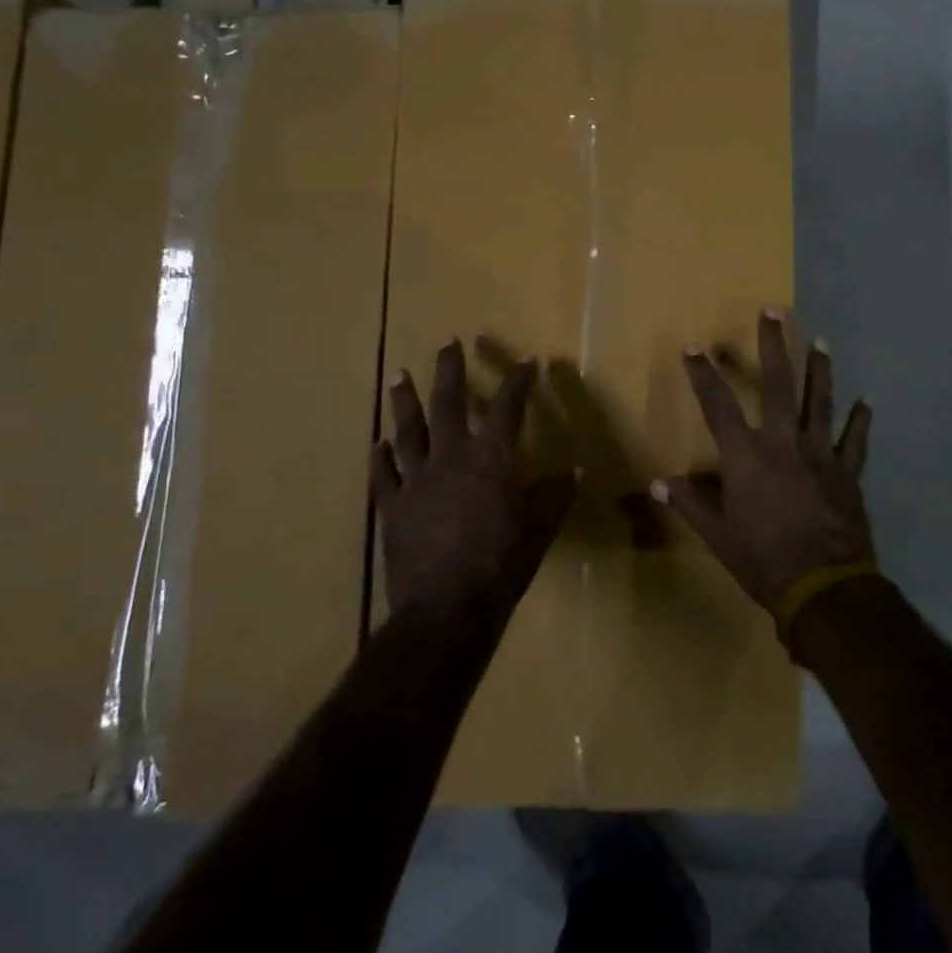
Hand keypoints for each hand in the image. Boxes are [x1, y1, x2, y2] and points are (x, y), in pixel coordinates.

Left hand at [373, 341, 576, 622]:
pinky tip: (377, 444)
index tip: (528, 362)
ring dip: (404, 400)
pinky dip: (380, 458)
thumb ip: (555, 495)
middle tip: (448, 344)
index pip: (507, 408)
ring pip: (407, 431)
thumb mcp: (540, 529)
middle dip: (449, 370)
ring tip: (398, 374)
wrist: (446, 608)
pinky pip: (382, 476)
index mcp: (490, 459)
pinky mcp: (392, 508)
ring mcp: (416, 481)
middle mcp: (450, 458)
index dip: (519, 382)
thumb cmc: (502, 564)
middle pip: (447, 403)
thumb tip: (574, 472)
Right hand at [653, 308, 874, 617]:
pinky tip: (866, 402)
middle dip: (774, 345)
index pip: (718, 405)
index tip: (693, 348)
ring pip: (820, 401)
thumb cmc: (763, 561)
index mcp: (746, 456)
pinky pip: (856, 441)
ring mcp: (820, 454)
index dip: (704, 374)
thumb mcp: (718, 536)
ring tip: (822, 342)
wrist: (822, 586)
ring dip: (820, 370)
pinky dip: (861, 421)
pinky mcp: (847, 472)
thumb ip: (690, 504)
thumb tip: (657, 483)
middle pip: (778, 384)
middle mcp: (783, 443)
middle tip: (774, 311)